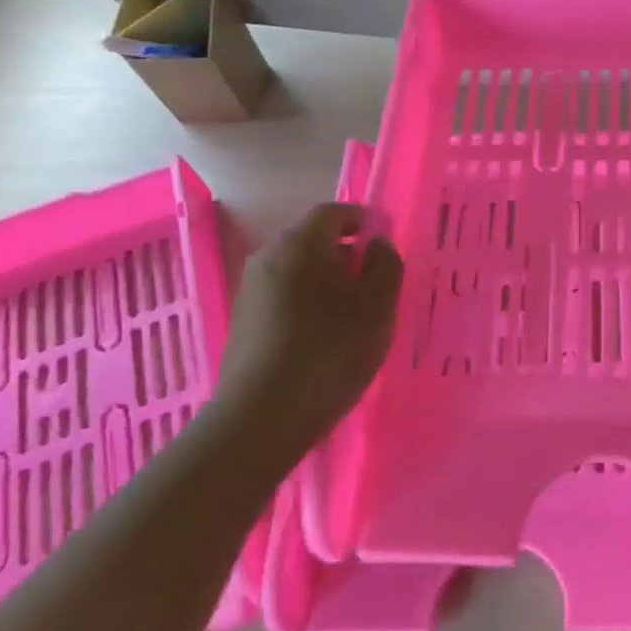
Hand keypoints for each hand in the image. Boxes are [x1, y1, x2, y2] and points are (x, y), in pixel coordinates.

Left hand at [217, 203, 403, 450]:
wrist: (262, 417)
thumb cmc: (329, 350)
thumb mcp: (377, 305)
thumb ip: (385, 265)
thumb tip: (377, 244)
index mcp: (300, 243)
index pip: (333, 212)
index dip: (362, 220)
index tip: (385, 242)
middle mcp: (268, 257)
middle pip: (313, 241)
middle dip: (346, 254)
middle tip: (376, 283)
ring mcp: (251, 292)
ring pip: (298, 272)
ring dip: (328, 283)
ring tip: (355, 315)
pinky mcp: (244, 324)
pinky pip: (285, 299)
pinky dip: (309, 305)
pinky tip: (326, 338)